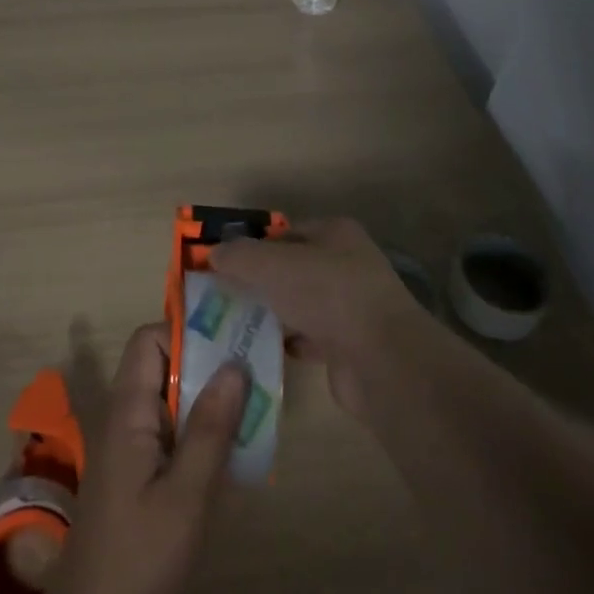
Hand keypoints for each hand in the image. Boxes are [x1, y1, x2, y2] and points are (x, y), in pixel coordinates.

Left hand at [46, 323, 246, 593]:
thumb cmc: (140, 556)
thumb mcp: (186, 494)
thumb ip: (210, 428)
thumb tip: (235, 365)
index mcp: (127, 409)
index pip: (149, 340)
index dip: (186, 334)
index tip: (230, 344)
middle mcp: (125, 415)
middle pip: (162, 364)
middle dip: (207, 363)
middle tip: (255, 375)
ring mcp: (130, 443)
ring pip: (170, 397)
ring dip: (208, 398)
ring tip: (253, 407)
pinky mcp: (138, 470)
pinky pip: (170, 428)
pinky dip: (199, 428)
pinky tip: (232, 449)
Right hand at [210, 217, 419, 417]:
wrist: (380, 360)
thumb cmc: (326, 294)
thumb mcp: (271, 265)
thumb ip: (238, 256)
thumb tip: (213, 254)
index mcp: (335, 233)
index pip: (286, 232)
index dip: (254, 246)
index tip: (223, 265)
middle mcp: (347, 264)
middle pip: (292, 269)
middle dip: (260, 281)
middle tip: (223, 296)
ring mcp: (351, 306)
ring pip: (300, 304)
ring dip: (273, 313)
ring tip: (234, 324)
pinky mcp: (350, 345)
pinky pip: (310, 337)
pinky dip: (288, 342)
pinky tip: (261, 349)